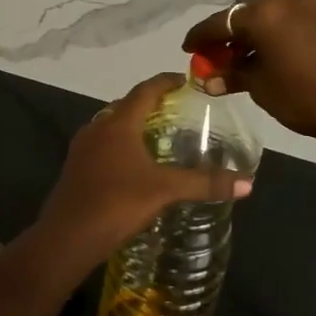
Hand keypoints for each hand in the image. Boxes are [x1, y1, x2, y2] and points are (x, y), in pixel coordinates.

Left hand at [37, 73, 252, 261]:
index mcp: (118, 123)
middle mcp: (97, 127)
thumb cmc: (117, 203)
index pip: (145, 90)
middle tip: (177, 109)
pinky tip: (133, 164)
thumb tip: (248, 183)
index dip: (166, 81)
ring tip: (159, 136)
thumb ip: (204, 184)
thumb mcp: (165, 190)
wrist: (67, 236)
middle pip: (127, 105)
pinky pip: (102, 144)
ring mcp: (82, 147)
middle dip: (151, 103)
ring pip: (111, 125)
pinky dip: (121, 144)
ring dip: (134, 125)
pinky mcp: (75, 167)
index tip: (186, 80)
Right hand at [183, 0, 315, 152]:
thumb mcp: (262, 88)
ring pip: (268, 17)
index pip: (220, 21)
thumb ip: (232, 76)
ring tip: (239, 62)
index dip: (200, 36)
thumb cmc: (308, 97)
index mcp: (264, 13)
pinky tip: (267, 57)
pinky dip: (272, 35)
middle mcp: (286, 1)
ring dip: (250, 35)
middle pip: (244, 13)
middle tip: (214, 58)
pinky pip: (288, 21)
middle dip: (226, 34)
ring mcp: (312, 7)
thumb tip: (209, 78)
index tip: (188, 49)